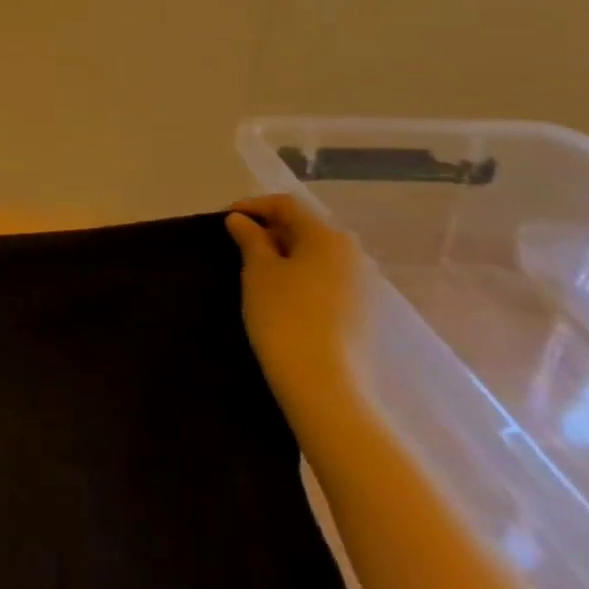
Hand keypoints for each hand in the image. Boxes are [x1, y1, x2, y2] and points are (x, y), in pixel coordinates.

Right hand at [225, 194, 371, 420]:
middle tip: (238, 242)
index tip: (226, 218)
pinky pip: (327, 278)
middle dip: (271, 229)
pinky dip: (301, 275)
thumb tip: (241, 220)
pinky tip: (281, 292)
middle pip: (306, 227)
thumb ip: (250, 239)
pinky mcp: (362, 312)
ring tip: (256, 267)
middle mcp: (352, 254)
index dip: (254, 206)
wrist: (323, 384)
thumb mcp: (258, 270)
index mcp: (328, 236)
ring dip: (286, 253)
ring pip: (317, 254)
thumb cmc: (284, 315)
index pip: (287, 205)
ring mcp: (362, 285)